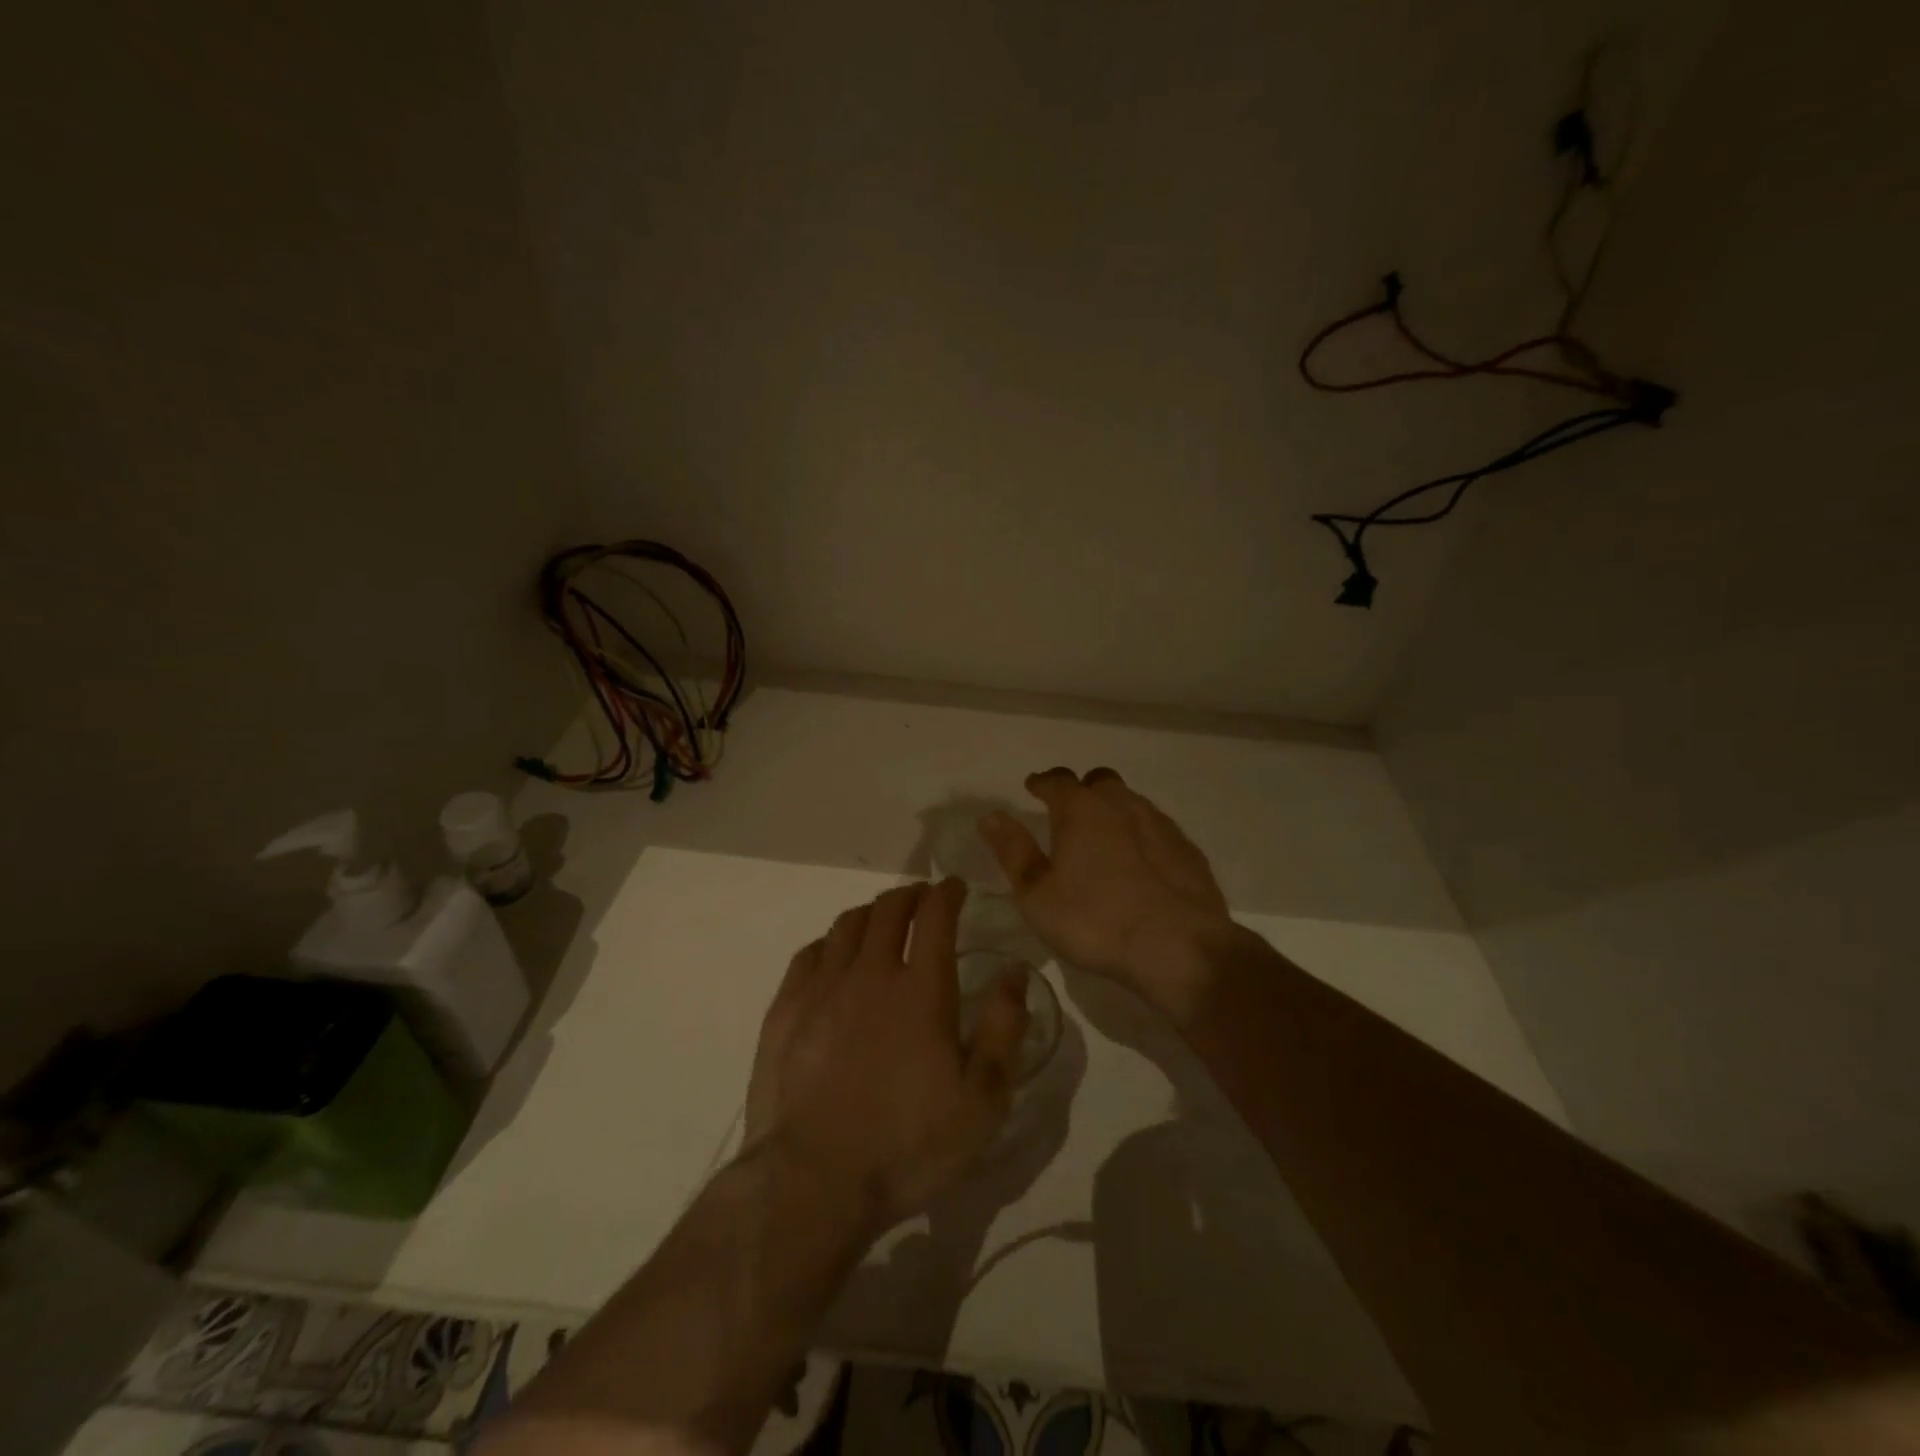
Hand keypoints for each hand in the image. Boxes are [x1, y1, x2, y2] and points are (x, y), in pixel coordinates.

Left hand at [743, 879, 1031, 1234]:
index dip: (947, 892)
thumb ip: (1003, 1027)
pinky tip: (833, 955)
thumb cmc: (908, 1145)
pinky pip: (809, 954)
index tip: (955, 886)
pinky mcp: (785, 1010)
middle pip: (888, 909)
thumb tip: (1015, 970)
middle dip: (910, 895)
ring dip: (870, 913)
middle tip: (922, 898)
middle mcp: (870, 973)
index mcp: (921, 989)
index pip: (935, 915)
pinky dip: (830, 942)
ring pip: (846, 925)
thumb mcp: (982, 1100)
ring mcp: (821, 988)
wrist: (813, 1182)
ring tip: (881, 920)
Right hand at [978, 768, 1232, 1009]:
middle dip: (1082, 790)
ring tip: (1104, 836)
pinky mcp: (1188, 851)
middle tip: (1070, 811)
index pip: (1057, 781)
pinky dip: (1143, 836)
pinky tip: (1141, 862)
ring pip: (1132, 802)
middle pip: (1099, 781)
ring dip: (1115, 810)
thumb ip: (1013, 851)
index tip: (1033, 786)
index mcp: (1081, 810)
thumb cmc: (1095, 921)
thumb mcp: (1037, 894)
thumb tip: (990, 815)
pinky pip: (1158, 830)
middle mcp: (1122, 805)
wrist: (1179, 948)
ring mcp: (1161, 825)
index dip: (1042, 783)